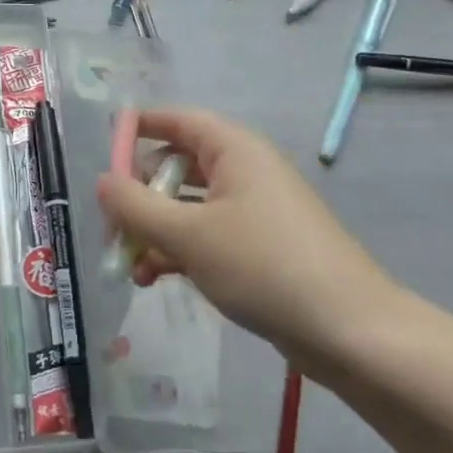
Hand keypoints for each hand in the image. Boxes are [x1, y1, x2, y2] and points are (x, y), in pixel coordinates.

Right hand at [96, 109, 406, 380]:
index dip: (141, 125)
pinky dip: (181, 251)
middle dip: (140, 194)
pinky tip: (156, 279)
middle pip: (179, 166)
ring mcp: (255, 211)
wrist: (350, 331)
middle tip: (112, 223)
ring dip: (156, 230)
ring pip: (190, 207)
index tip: (106, 143)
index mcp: (234, 150)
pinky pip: (209, 236)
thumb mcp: (188, 236)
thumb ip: (136, 207)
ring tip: (128, 264)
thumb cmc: (264, 266)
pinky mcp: (262, 248)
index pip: (179, 120)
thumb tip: (102, 181)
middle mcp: (244, 171)